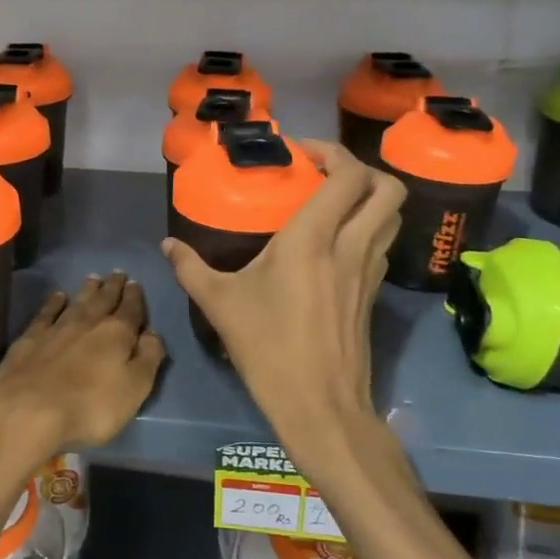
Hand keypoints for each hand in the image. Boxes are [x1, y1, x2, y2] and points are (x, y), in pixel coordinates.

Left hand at [0, 272, 165, 461]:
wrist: (29, 411)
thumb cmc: (91, 407)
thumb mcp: (134, 389)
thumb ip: (148, 358)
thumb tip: (153, 333)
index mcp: (117, 334)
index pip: (131, 309)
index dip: (135, 297)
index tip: (135, 283)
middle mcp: (88, 323)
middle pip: (103, 299)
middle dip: (113, 286)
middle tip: (118, 273)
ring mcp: (57, 328)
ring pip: (77, 301)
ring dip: (87, 289)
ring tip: (94, 278)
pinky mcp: (30, 338)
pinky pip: (46, 313)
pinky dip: (54, 303)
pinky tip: (57, 296)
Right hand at [162, 141, 402, 465]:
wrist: (321, 406)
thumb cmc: (268, 349)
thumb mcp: (219, 304)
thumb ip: (190, 268)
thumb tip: (167, 245)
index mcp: (313, 240)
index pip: (348, 176)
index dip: (332, 153)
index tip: (301, 154)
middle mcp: (351, 246)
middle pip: (388, 188)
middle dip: (362, 169)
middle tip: (325, 174)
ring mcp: (369, 271)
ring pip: (392, 216)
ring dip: (369, 198)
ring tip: (332, 202)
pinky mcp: (373, 294)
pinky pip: (382, 244)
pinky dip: (368, 228)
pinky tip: (335, 244)